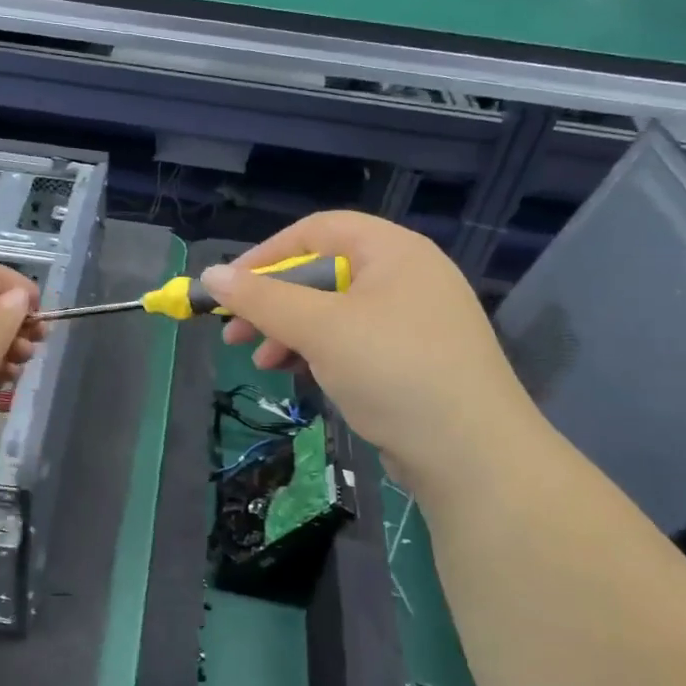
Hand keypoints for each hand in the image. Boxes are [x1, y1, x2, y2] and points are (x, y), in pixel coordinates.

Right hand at [202, 212, 531, 492]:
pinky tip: (299, 375)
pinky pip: (354, 341)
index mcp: (393, 251)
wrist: (474, 455)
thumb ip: (262, 299)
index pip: (317, 231)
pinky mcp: (414, 359)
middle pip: (323, 272)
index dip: (266, 255)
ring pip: (335, 311)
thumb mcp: (320, 329)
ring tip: (262, 361)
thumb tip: (211, 275)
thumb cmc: (393, 371)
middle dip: (274, 301)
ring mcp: (413, 319)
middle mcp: (407, 275)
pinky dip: (321, 352)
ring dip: (291, 331)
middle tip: (235, 332)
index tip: (228, 288)